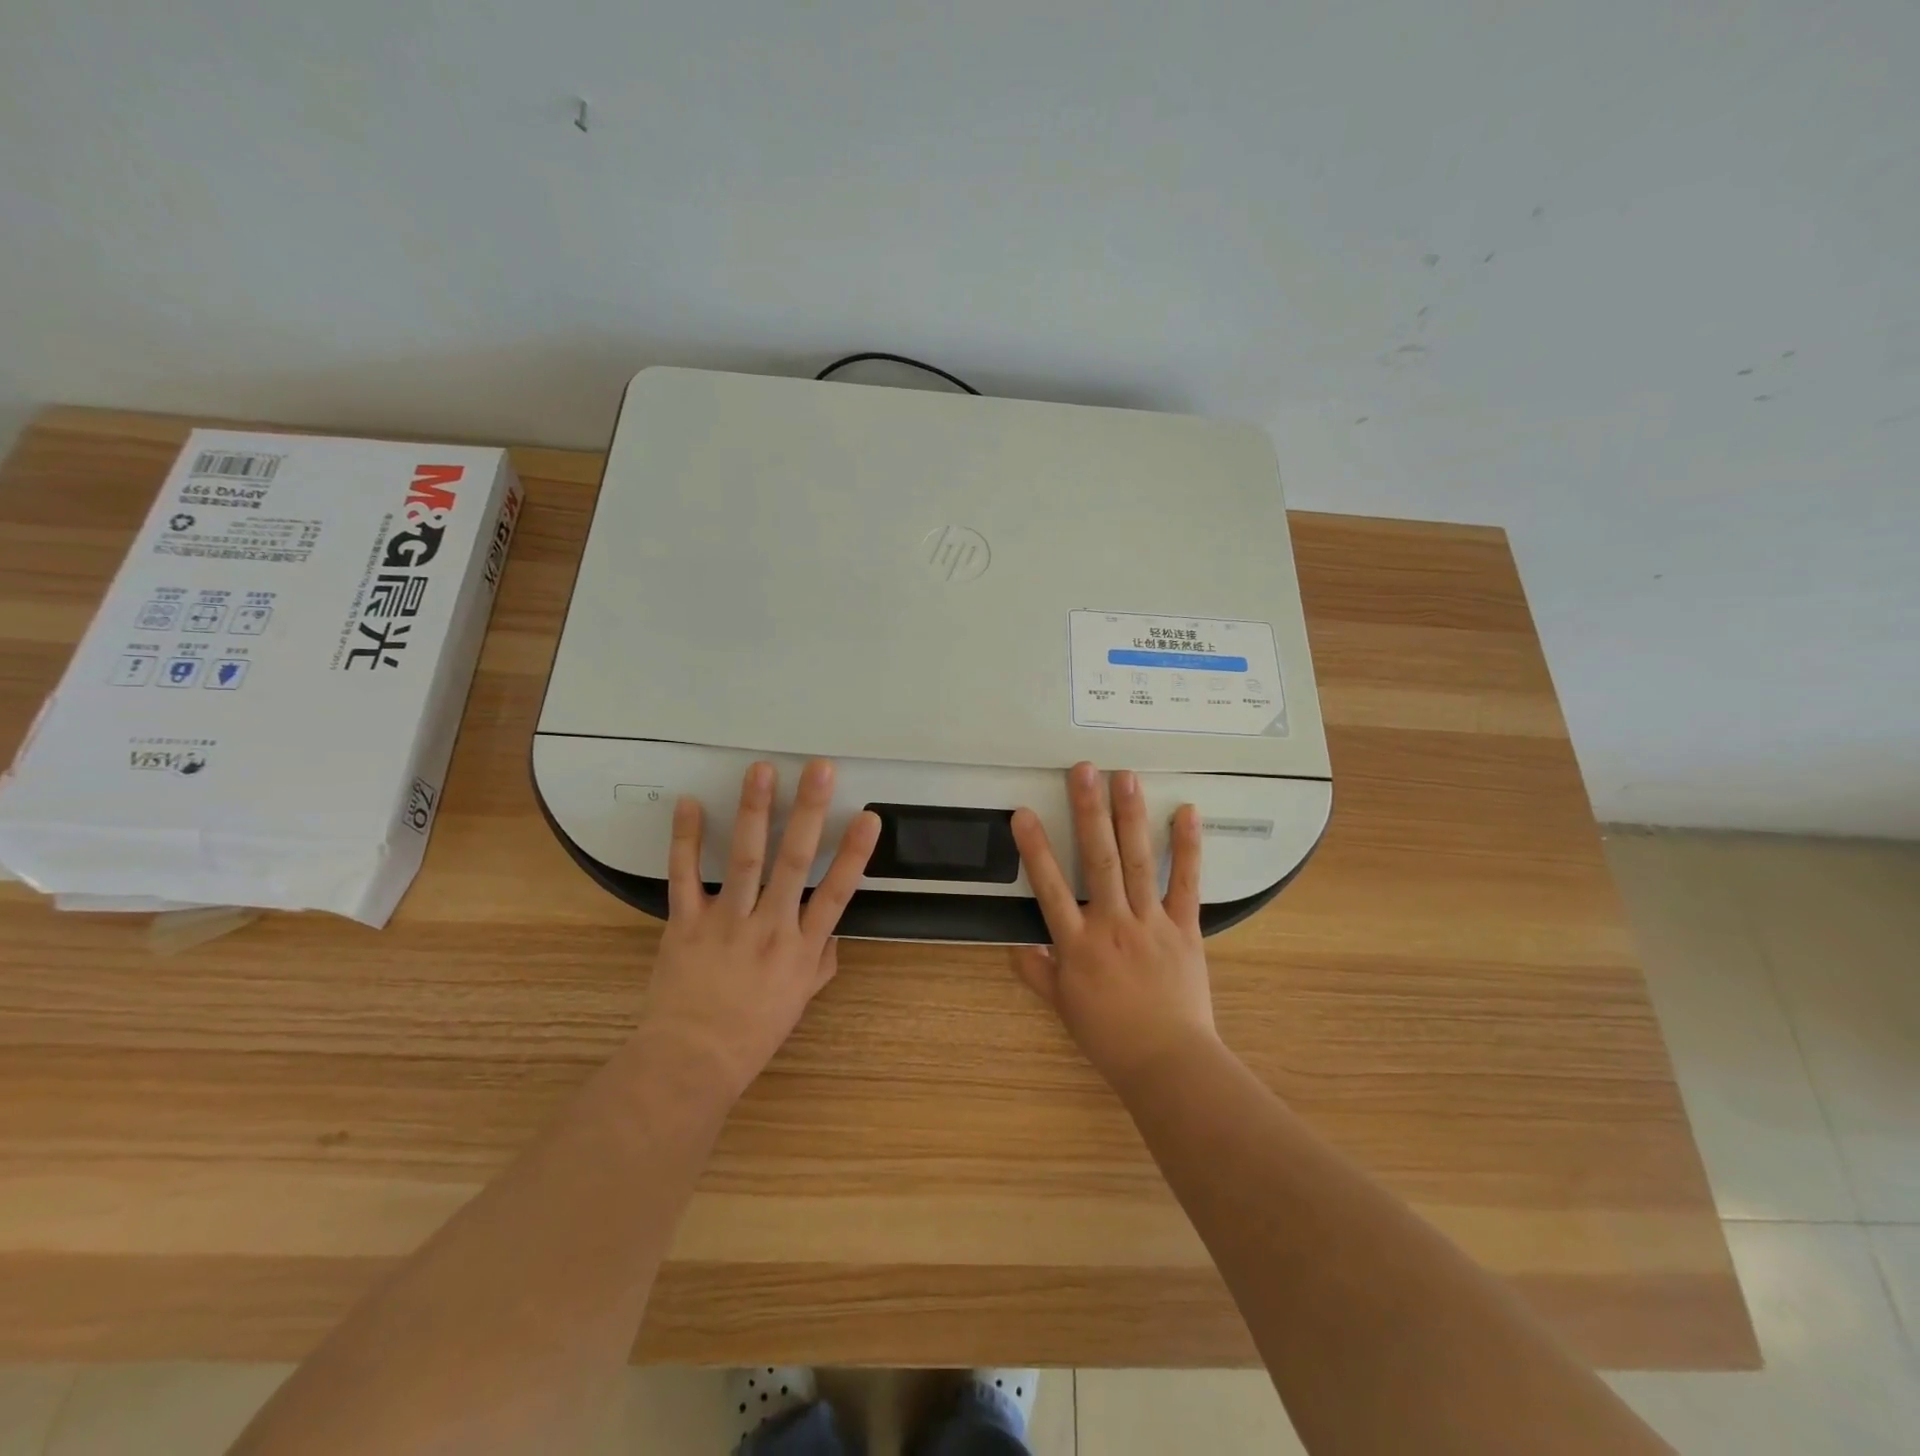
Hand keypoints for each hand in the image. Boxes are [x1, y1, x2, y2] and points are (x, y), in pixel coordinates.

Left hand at [639, 759, 878, 1101]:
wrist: (692, 1061)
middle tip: (819, 770)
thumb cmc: (752, 1033)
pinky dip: (684, 839)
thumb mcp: (800, 1000)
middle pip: (794, 862)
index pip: (837, 893)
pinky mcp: (685, 923)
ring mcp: (726, 922)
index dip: (854, 853)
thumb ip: (822, 961)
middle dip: (808, 812)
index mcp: (801, 948)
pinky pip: (683, 876)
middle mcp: (770, 927)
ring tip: (761, 772)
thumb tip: (833, 933)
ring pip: (743, 859)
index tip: (868, 816)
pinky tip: (689, 804)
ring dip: (754, 811)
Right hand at [1010, 762, 1217, 1087]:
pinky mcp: (1185, 928)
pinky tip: (1186, 812)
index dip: (1035, 849)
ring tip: (1125, 777)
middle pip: (1098, 860)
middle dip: (1088, 812)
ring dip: (1130, 817)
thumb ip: (1037, 972)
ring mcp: (1151, 923)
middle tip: (1084, 770)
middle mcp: (1112, 924)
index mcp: (1078, 945)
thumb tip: (1016, 946)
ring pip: (1138, 862)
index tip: (1024, 812)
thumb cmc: (1110, 1036)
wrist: (1168, 1063)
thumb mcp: (1063, 1007)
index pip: (1049, 888)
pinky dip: (1188, 847)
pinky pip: (1186, 883)